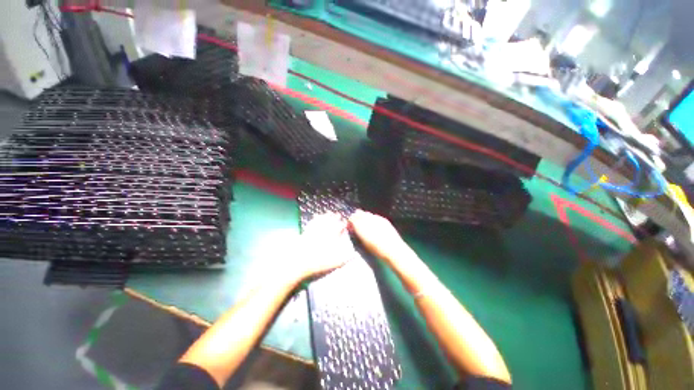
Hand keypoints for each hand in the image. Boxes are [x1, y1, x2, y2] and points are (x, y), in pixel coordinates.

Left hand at [287, 213, 352, 283]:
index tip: (345, 223)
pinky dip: (316, 218)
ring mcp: (315, 229)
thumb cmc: (317, 262)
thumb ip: (344, 259)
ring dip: (327, 215)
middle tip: (339, 215)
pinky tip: (317, 216)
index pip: (340, 226)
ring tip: (330, 213)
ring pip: (322, 219)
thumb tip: (353, 255)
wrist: (299, 261)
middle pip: (332, 220)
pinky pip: (313, 221)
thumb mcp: (333, 263)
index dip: (343, 224)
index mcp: (332, 236)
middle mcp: (324, 230)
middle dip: (336, 217)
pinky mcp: (306, 230)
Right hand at [348, 211, 407, 262]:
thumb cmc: (377, 250)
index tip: (350, 226)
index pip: (352, 218)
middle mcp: (368, 219)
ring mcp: (376, 218)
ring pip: (366, 213)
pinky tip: (374, 225)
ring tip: (365, 225)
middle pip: (359, 213)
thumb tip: (353, 227)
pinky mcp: (383, 219)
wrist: (393, 249)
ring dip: (364, 217)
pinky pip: (374, 216)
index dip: (350, 221)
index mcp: (361, 226)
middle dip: (356, 217)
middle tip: (356, 224)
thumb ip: (358, 232)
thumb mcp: (363, 242)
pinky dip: (372, 219)